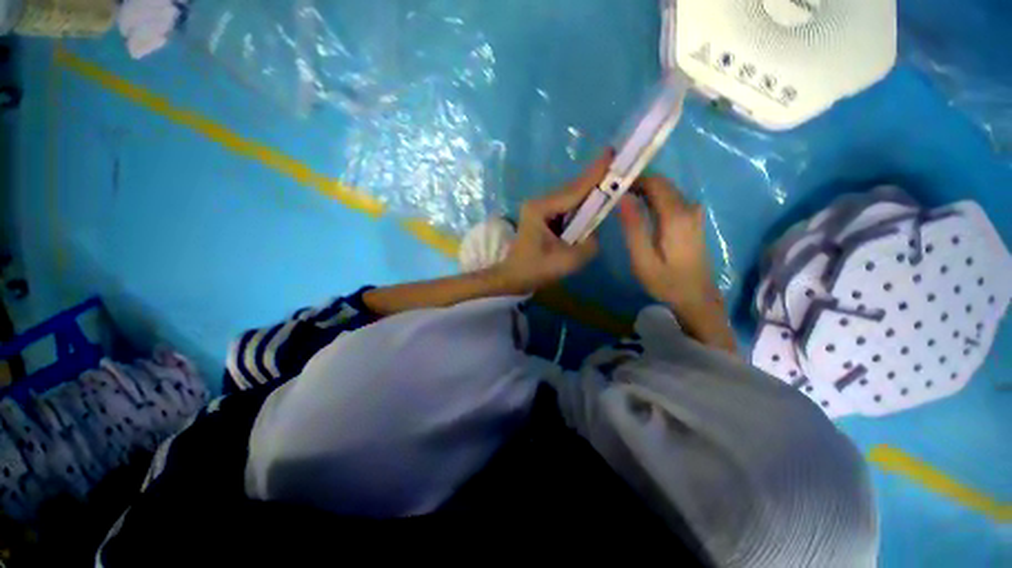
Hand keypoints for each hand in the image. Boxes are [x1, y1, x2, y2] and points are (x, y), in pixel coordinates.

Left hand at [495, 151, 611, 293]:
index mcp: (541, 209)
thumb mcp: (567, 261)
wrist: (514, 277)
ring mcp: (540, 208)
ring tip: (611, 182)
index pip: (573, 190)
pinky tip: (594, 203)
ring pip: (570, 197)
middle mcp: (539, 203)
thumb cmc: (536, 270)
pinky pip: (566, 207)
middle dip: (595, 180)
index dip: (595, 174)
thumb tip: (594, 232)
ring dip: (589, 192)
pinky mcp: (543, 216)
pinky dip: (581, 205)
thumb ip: (589, 244)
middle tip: (618, 166)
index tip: (612, 153)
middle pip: (572, 189)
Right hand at [618, 176, 716, 309]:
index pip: (654, 183)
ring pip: (666, 191)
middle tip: (613, 196)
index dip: (633, 180)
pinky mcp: (693, 220)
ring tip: (622, 204)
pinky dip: (654, 200)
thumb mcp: (643, 259)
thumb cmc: (666, 282)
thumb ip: (633, 227)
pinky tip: (640, 212)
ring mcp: (694, 213)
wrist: (697, 298)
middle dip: (637, 185)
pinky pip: (671, 200)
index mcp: (676, 215)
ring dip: (644, 192)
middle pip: (661, 184)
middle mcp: (688, 207)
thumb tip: (623, 198)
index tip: (613, 188)